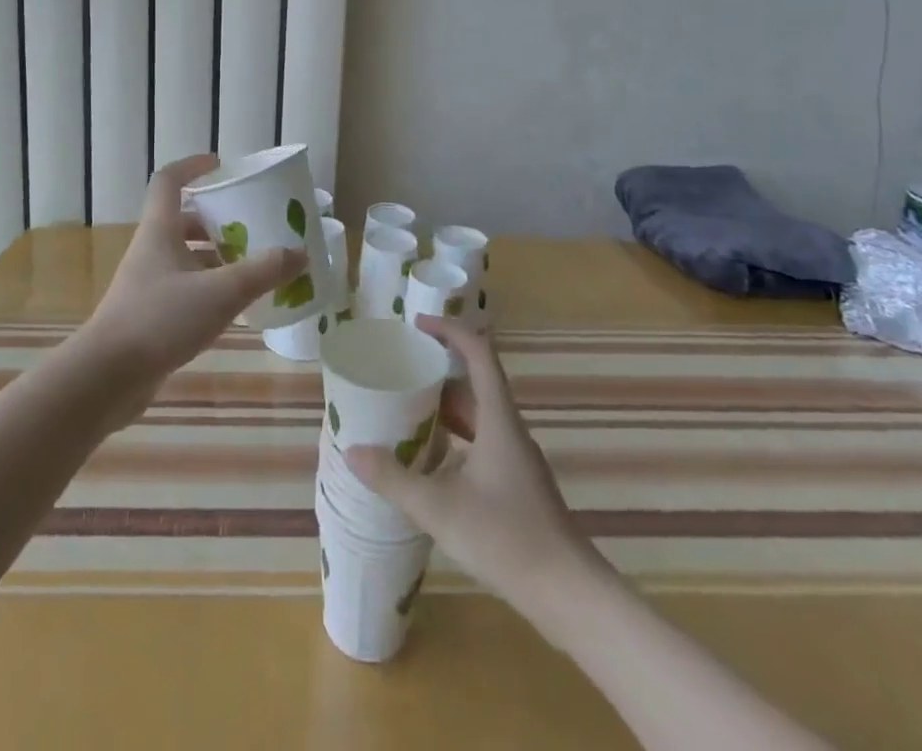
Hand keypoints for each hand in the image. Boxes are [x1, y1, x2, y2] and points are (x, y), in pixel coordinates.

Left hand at [80, 154, 303, 413]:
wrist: (107, 378)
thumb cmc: (160, 320)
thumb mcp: (220, 293)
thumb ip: (262, 272)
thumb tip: (300, 253)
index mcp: (160, 230)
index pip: (169, 181)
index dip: (192, 167)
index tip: (221, 166)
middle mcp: (151, 250)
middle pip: (182, 221)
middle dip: (216, 220)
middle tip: (251, 224)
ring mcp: (147, 284)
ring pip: (185, 257)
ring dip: (216, 257)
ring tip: (253, 265)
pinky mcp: (149, 315)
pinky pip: (184, 289)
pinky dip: (209, 288)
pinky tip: (234, 307)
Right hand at [345, 314, 606, 617]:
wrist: (570, 595)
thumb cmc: (507, 538)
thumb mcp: (440, 509)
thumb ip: (394, 479)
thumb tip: (352, 451)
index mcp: (498, 419)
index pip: (479, 353)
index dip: (450, 331)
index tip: (417, 325)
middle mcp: (509, 430)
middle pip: (474, 384)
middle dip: (437, 371)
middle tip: (400, 371)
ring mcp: (516, 459)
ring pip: (477, 416)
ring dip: (445, 408)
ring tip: (405, 411)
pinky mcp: (517, 485)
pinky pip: (481, 442)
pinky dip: (455, 438)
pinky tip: (431, 462)